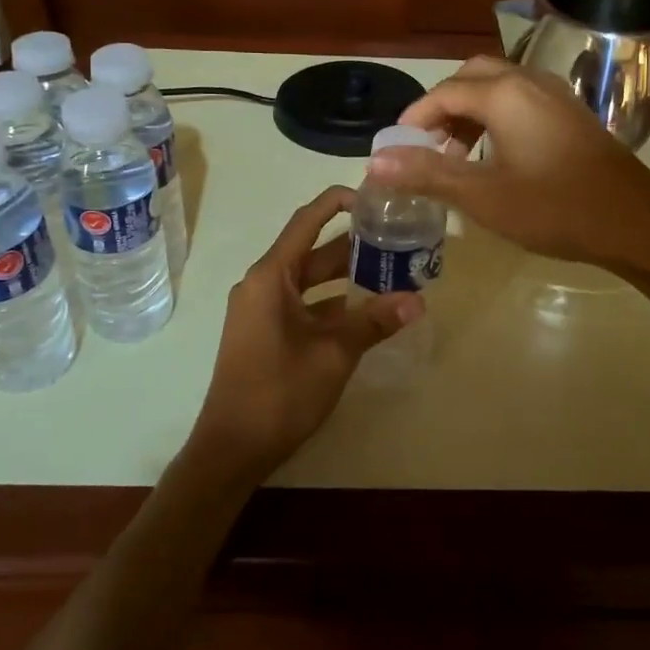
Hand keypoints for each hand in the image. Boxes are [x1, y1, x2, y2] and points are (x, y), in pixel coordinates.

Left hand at [188, 186, 421, 480]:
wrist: (231, 449)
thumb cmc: (279, 392)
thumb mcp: (334, 353)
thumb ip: (374, 321)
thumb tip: (418, 300)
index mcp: (270, 276)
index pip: (307, 221)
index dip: (339, 202)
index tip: (375, 200)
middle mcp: (262, 284)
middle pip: (312, 251)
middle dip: (353, 245)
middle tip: (397, 238)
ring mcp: (261, 310)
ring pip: (310, 280)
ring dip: (345, 276)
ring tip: (391, 271)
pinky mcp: (265, 332)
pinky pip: (303, 304)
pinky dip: (332, 303)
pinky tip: (366, 310)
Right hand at [369, 56, 649, 269]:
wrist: (634, 221)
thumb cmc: (554, 208)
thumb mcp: (482, 196)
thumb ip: (427, 174)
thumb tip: (375, 162)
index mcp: (504, 94)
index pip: (443, 92)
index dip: (414, 117)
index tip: (398, 148)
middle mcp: (529, 81)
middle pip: (472, 76)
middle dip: (443, 106)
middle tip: (427, 145)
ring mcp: (555, 94)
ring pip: (499, 86)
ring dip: (470, 111)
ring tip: (456, 155)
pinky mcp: (571, 112)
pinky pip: (521, 99)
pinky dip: (497, 116)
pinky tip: (496, 155)